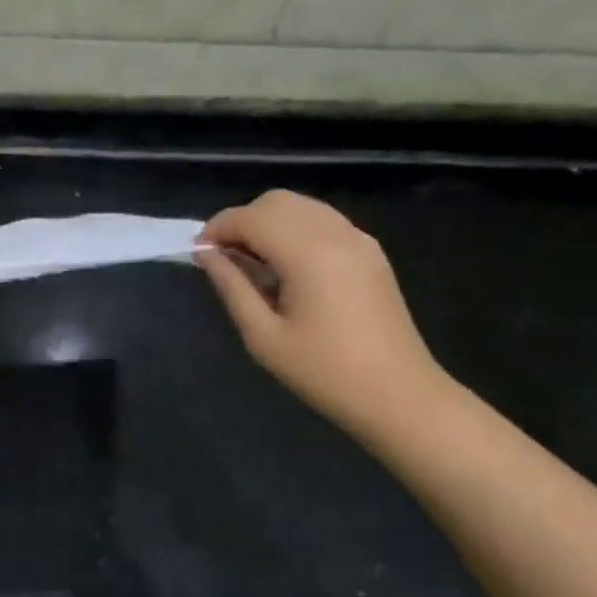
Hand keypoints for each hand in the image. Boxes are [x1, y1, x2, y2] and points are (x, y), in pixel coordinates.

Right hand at [196, 190, 450, 439]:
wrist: (398, 394)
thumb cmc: (323, 372)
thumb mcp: (263, 335)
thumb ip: (231, 285)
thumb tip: (205, 254)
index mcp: (307, 254)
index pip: (251, 217)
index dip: (217, 228)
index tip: (198, 253)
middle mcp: (335, 234)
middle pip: (276, 202)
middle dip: (241, 221)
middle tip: (223, 259)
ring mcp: (358, 240)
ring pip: (300, 207)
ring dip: (268, 223)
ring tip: (251, 263)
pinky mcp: (370, 252)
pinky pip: (322, 222)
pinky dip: (294, 230)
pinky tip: (285, 267)